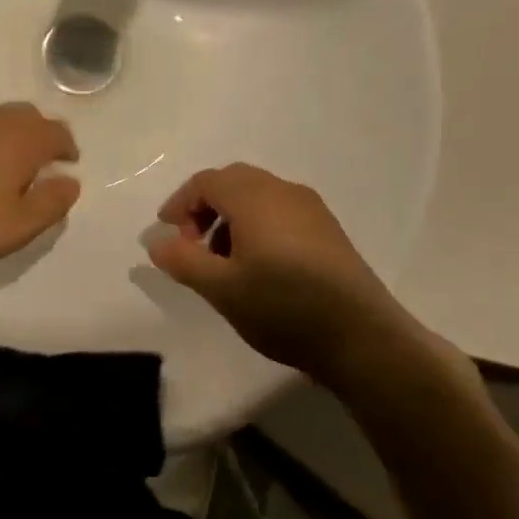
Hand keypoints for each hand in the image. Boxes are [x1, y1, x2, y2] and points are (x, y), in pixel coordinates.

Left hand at [0, 103, 80, 269]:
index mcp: (22, 139)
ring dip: (10, 137)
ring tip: (6, 167)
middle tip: (41, 164)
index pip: (57, 133)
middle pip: (28, 117)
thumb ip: (50, 204)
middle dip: (41, 136)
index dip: (67, 149)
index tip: (67, 166)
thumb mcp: (16, 227)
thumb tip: (71, 182)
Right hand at [146, 163, 430, 386]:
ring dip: (230, 218)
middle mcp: (283, 191)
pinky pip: (280, 211)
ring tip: (223, 261)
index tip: (167, 235)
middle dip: (204, 208)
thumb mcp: (221, 288)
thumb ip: (182, 260)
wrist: (361, 337)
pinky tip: (259, 266)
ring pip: (258, 196)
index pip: (206, 182)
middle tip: (191, 245)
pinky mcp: (328, 230)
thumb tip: (157, 241)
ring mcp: (311, 209)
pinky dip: (257, 225)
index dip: (180, 203)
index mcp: (254, 197)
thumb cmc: (283, 307)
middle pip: (233, 182)